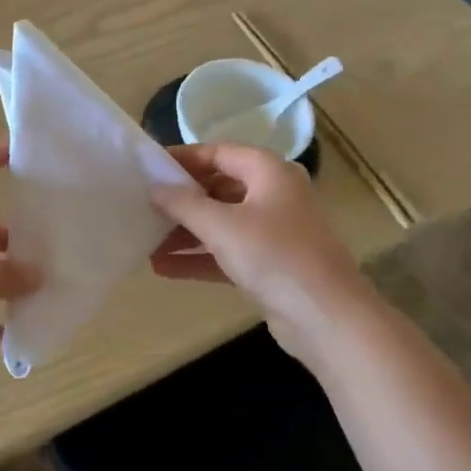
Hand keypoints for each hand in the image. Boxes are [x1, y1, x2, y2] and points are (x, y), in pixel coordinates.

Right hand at [150, 142, 371, 359]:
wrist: (327, 318)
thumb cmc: (274, 256)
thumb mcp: (221, 225)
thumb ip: (184, 204)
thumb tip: (155, 188)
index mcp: (269, 171)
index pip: (218, 153)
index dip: (182, 158)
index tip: (148, 168)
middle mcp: (274, 195)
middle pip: (218, 187)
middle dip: (181, 200)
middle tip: (143, 205)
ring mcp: (274, 231)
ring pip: (221, 223)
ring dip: (186, 232)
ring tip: (146, 241)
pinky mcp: (271, 265)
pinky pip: (228, 252)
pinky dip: (200, 257)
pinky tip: (164, 268)